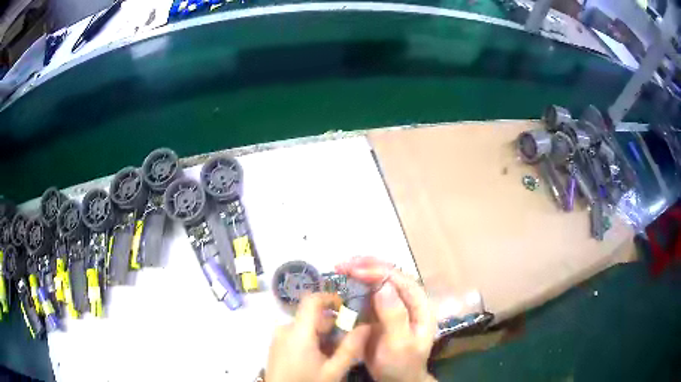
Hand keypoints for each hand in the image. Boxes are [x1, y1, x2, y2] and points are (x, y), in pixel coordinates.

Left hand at [266, 293, 370, 381]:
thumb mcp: (333, 370)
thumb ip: (351, 348)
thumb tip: (367, 326)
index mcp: (298, 331)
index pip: (312, 300)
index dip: (330, 298)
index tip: (347, 307)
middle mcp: (285, 329)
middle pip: (312, 317)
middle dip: (332, 326)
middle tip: (347, 342)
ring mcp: (278, 337)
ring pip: (306, 327)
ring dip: (323, 336)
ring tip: (334, 355)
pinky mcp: (277, 346)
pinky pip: (297, 335)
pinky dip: (311, 341)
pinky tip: (319, 358)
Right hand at [336, 257, 437, 381]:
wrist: (396, 379)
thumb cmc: (402, 363)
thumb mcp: (399, 343)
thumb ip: (394, 316)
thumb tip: (383, 286)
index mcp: (419, 306)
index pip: (401, 280)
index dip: (378, 271)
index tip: (354, 269)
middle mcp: (408, 301)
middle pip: (390, 275)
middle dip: (367, 266)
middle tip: (342, 264)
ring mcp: (395, 306)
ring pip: (379, 282)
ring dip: (360, 273)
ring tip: (340, 268)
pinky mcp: (381, 313)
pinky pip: (369, 295)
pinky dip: (356, 287)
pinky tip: (344, 284)